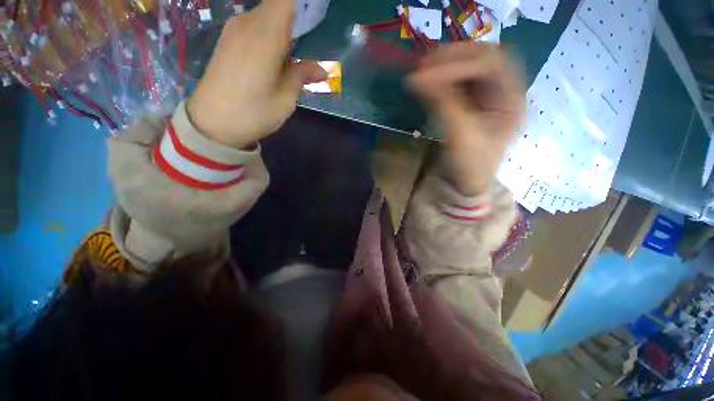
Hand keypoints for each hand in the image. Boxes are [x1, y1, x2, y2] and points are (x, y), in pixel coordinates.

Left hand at [187, 0, 326, 148]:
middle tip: (310, 42)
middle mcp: (248, 23)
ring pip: (266, 15)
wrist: (211, 124)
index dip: (302, 5)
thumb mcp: (285, 100)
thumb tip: (322, 69)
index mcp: (265, 35)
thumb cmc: (253, 113)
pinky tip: (276, 56)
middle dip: (297, 18)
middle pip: (278, 6)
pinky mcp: (228, 40)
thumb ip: (302, 76)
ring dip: (284, 29)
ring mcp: (235, 30)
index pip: (286, 1)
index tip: (315, 16)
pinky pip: (255, 25)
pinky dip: (271, 33)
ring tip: (295, 53)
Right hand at [409, 43, 524, 195]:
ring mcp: (485, 96)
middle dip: (453, 57)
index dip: (460, 62)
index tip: (428, 71)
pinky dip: (440, 78)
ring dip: (445, 64)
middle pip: (482, 58)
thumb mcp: (460, 135)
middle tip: (424, 63)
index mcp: (512, 99)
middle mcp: (503, 91)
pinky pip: (456, 82)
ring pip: (468, 67)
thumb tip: (417, 78)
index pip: (492, 64)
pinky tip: (427, 80)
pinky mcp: (469, 103)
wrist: (465, 182)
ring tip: (421, 69)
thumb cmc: (470, 164)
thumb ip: (442, 103)